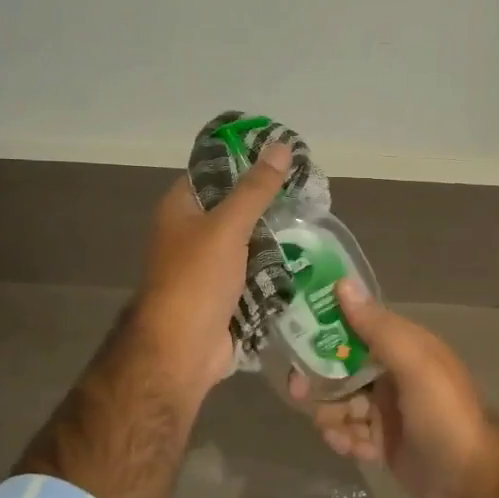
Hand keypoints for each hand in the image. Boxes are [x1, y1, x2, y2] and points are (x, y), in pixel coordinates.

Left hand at [134, 143, 289, 403]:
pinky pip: (255, 273)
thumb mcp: (227, 227)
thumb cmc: (196, 280)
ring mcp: (209, 266)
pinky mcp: (226, 294)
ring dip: (277, 238)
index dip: (246, 160)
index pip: (214, 171)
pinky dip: (276, 269)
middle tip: (311, 194)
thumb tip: (280, 146)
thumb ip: (255, 189)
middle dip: (270, 204)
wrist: (182, 351)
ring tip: (317, 223)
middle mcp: (192, 234)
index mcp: (182, 209)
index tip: (284, 157)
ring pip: (249, 242)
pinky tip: (308, 258)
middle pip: (235, 208)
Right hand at [289, 279, 498, 497]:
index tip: (295, 331)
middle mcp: (395, 374)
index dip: (327, 326)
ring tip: (330, 428)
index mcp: (406, 348)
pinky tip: (349, 448)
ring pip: (343, 402)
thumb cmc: (445, 417)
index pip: (358, 326)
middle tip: (297, 390)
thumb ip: (378, 328)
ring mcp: (389, 411)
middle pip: (343, 366)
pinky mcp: (385, 443)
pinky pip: (352, 433)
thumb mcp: (415, 366)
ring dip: (329, 412)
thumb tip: (343, 284)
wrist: (474, 486)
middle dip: (318, 377)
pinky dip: (344, 438)